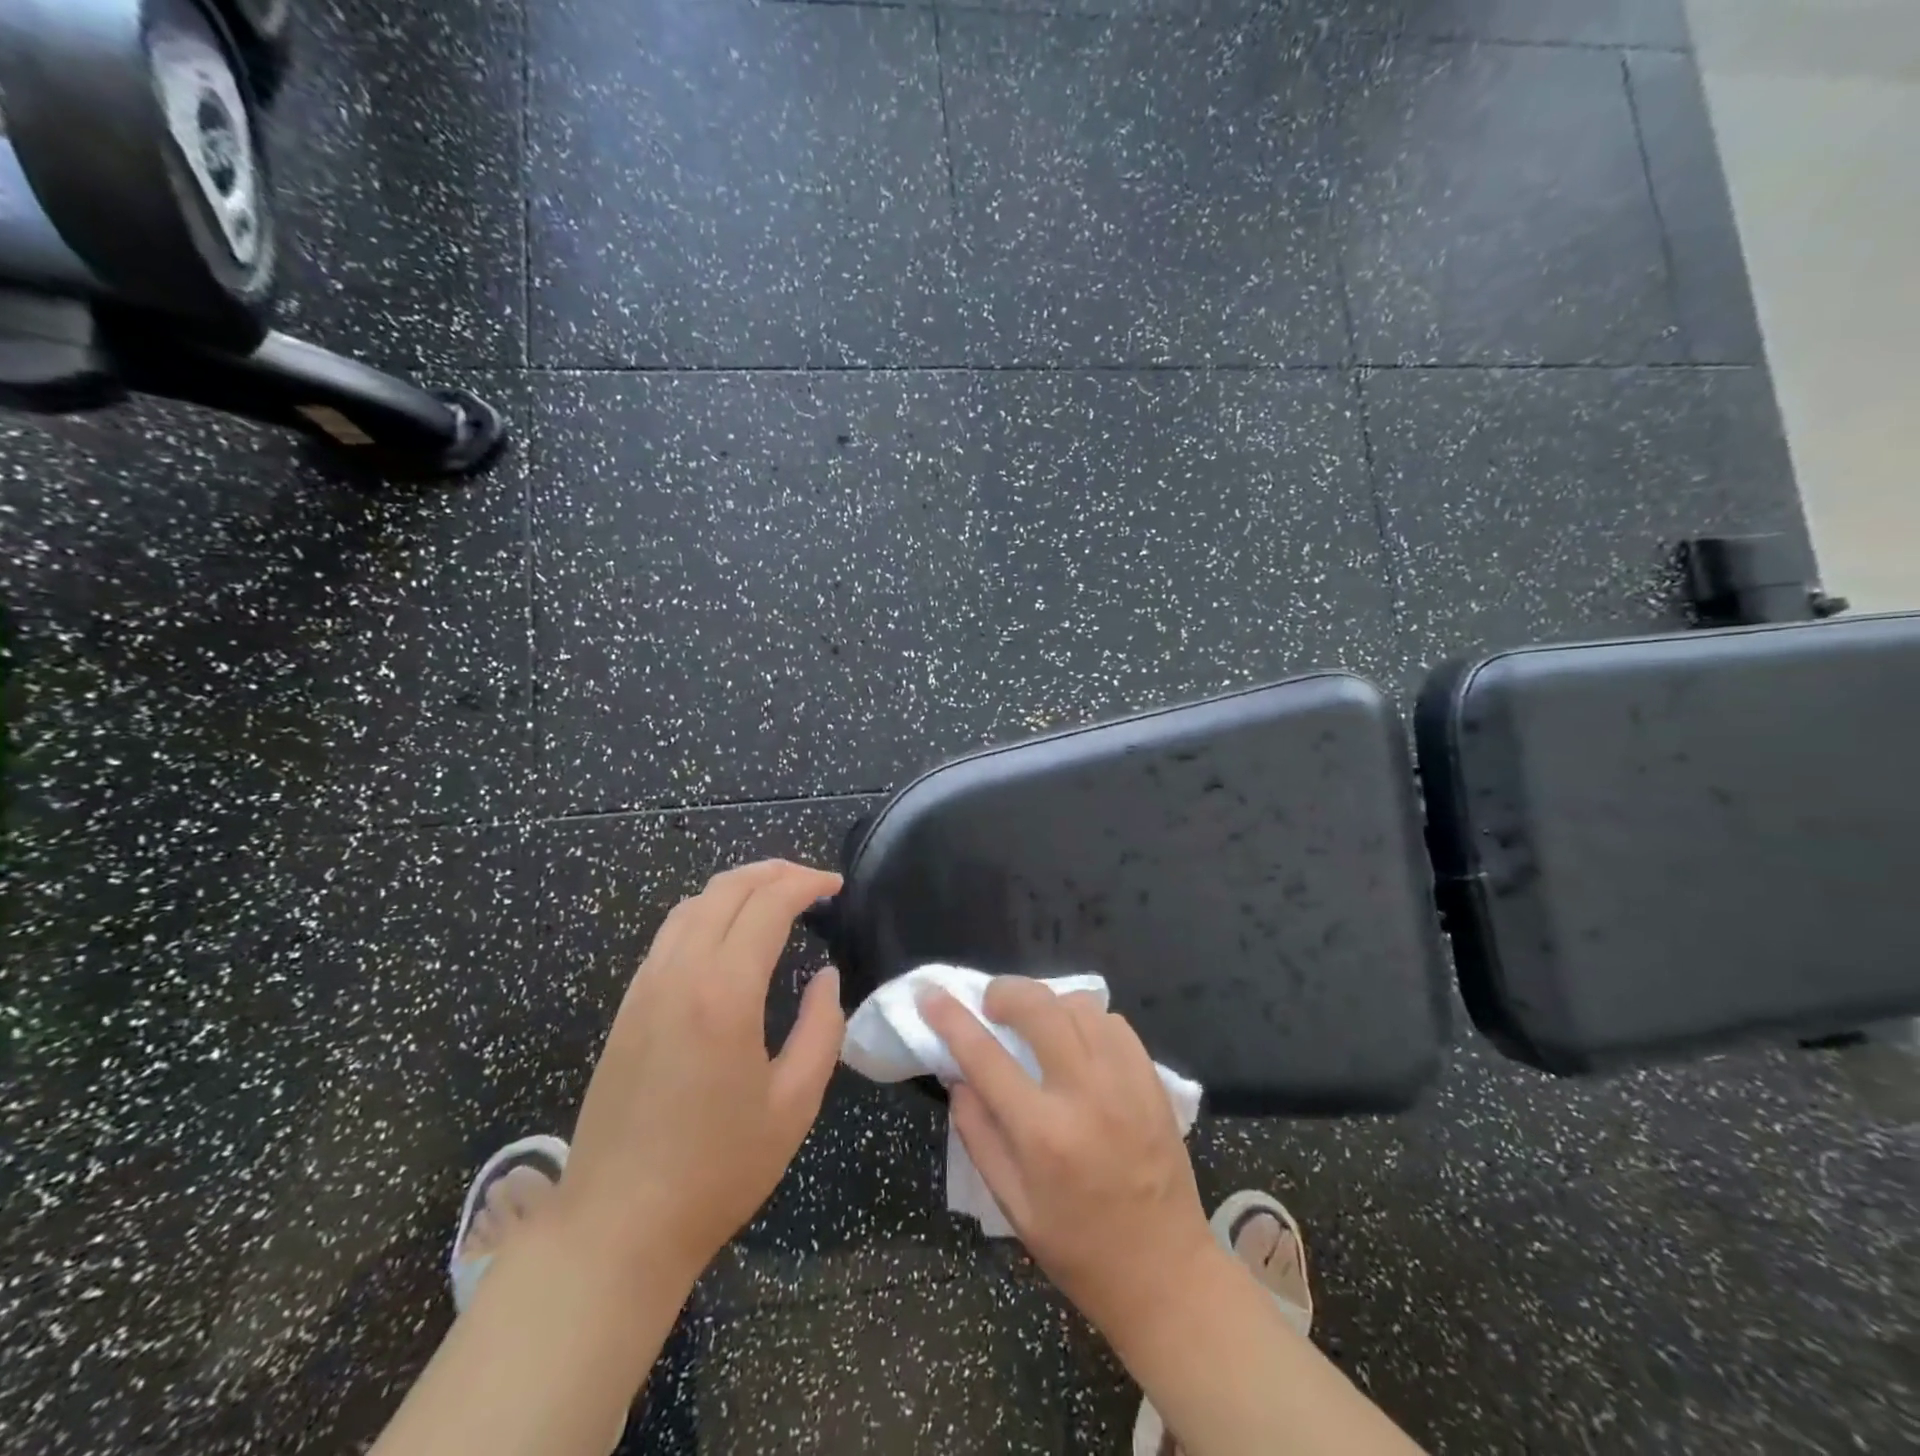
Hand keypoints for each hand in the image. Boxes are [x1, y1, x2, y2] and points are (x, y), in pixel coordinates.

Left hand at [557, 860, 845, 1287]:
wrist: (617, 1224)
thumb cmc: (717, 1170)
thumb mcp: (794, 1104)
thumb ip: (821, 1029)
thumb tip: (826, 978)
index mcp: (724, 993)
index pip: (768, 904)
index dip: (806, 884)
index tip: (836, 886)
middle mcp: (680, 974)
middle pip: (727, 889)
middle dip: (774, 873)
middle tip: (812, 883)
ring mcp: (646, 987)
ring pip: (692, 905)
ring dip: (738, 888)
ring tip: (775, 898)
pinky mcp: (627, 1006)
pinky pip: (669, 934)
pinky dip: (706, 912)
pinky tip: (727, 935)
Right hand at [920, 978, 1216, 1342]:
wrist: (1165, 1273)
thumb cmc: (1078, 1248)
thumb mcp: (1012, 1205)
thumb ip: (978, 1134)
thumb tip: (958, 1077)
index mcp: (1043, 1134)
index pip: (985, 1056)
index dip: (951, 1019)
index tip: (930, 995)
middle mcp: (1085, 1095)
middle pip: (1039, 1008)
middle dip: (1006, 991)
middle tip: (992, 1004)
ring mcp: (1125, 1082)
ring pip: (1079, 1005)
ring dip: (1048, 1003)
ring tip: (1035, 1022)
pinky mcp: (1153, 1080)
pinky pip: (1114, 1022)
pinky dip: (1088, 1019)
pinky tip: (1078, 1039)